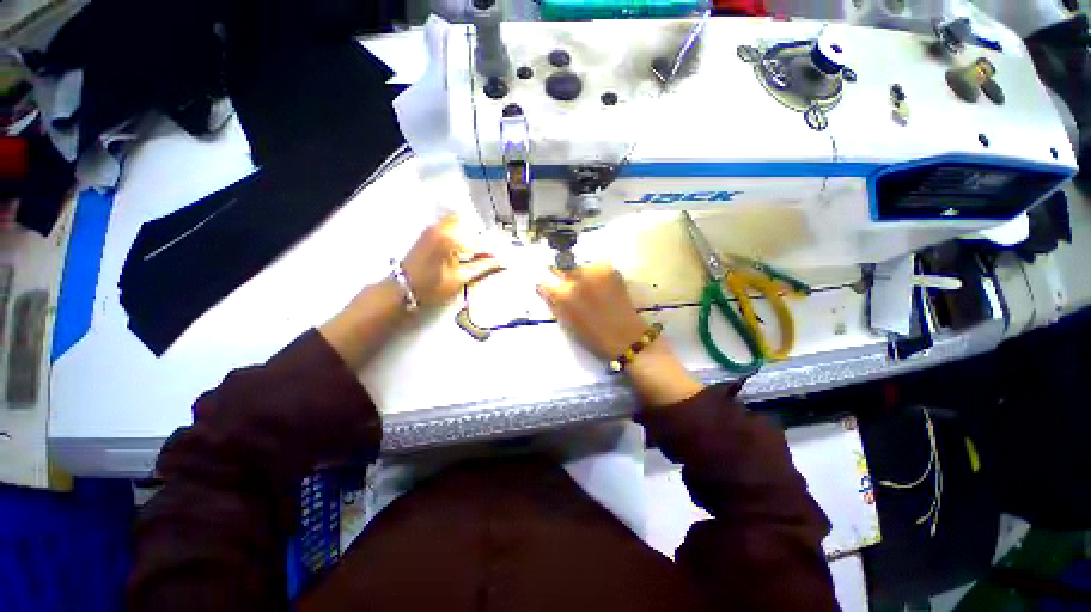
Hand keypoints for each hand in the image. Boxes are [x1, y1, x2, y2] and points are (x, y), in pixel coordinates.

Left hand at [402, 216, 500, 306]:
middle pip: (471, 228)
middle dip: (481, 241)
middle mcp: (443, 227)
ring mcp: (434, 227)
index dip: (491, 251)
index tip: (500, 259)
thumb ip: (482, 267)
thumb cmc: (432, 287)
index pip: (479, 241)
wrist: (402, 288)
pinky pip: (450, 225)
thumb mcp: (460, 278)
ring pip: (461, 224)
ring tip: (475, 252)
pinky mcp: (429, 231)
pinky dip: (460, 233)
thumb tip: (500, 261)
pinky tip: (463, 248)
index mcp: (451, 239)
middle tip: (487, 255)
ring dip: (470, 235)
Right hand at [537, 263, 703, 407]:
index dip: (547, 285)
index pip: (546, 281)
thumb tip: (542, 287)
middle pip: (563, 269)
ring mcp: (595, 271)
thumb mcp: (567, 322)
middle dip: (564, 277)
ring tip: (589, 290)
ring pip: (580, 268)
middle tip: (572, 288)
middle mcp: (577, 278)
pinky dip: (595, 275)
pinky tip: (601, 288)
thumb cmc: (593, 336)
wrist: (626, 338)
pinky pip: (595, 268)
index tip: (551, 288)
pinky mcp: (610, 270)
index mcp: (564, 295)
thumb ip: (553, 302)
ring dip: (580, 275)